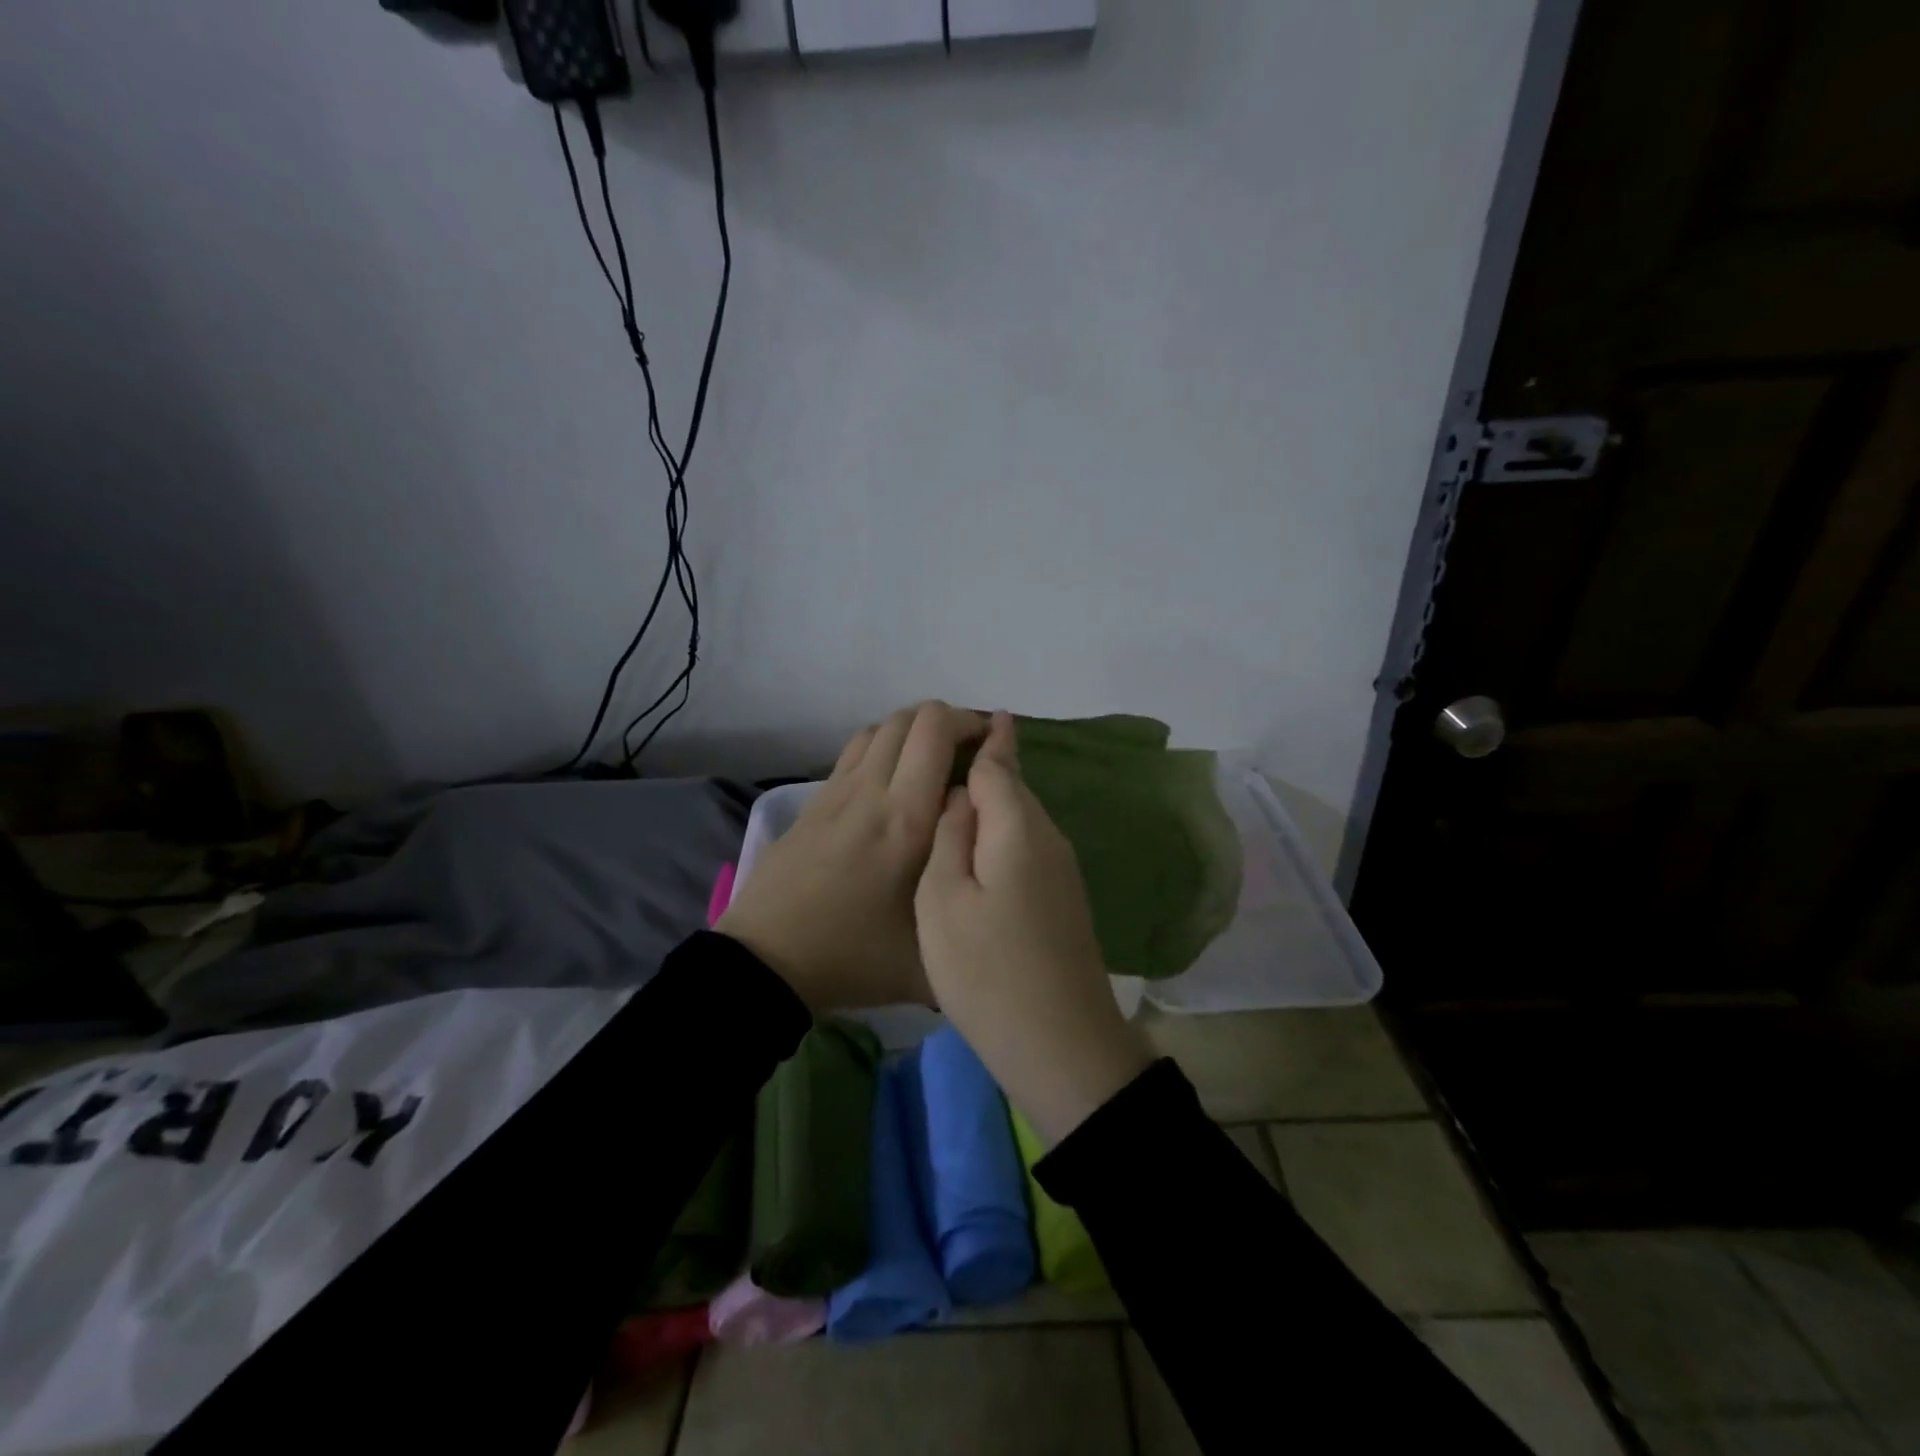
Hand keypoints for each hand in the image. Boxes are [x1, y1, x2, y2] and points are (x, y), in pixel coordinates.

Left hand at [718, 701, 986, 1012]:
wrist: (767, 961)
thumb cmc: (853, 957)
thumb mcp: (929, 958)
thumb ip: (969, 918)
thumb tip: (996, 891)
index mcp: (907, 818)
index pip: (937, 732)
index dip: (971, 723)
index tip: (995, 744)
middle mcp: (872, 790)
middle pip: (910, 718)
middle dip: (948, 722)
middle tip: (970, 753)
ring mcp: (837, 792)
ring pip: (880, 728)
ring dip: (913, 732)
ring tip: (933, 763)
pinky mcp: (813, 803)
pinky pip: (855, 751)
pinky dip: (883, 748)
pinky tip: (891, 784)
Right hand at [915, 712, 1152, 1143]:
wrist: (1063, 1046)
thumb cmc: (988, 972)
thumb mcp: (943, 901)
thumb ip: (950, 836)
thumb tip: (962, 796)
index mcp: (1018, 828)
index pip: (999, 764)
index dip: (983, 738)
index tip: (970, 716)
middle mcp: (1048, 838)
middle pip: (1015, 787)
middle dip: (990, 763)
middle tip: (950, 750)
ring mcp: (1062, 870)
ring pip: (1022, 818)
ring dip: (994, 800)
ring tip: (956, 792)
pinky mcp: (1064, 899)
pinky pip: (1028, 846)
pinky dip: (1003, 834)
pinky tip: (981, 847)